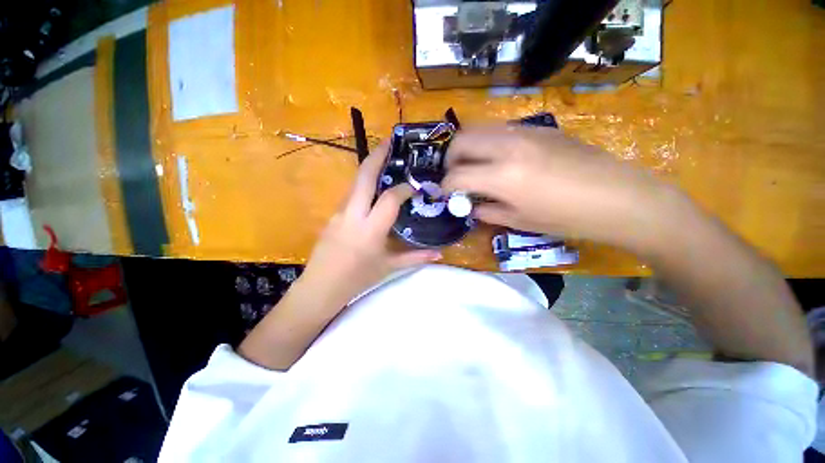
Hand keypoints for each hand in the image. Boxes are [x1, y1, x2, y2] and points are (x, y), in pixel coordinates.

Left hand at [299, 142, 441, 306]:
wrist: (320, 287)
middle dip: (377, 155)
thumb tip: (440, 254)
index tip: (415, 186)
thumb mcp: (389, 267)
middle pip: (364, 176)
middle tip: (390, 141)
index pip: (389, 198)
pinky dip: (364, 187)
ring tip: (385, 161)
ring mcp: (339, 213)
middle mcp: (353, 214)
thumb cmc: (357, 279)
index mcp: (370, 229)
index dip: (404, 188)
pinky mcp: (332, 215)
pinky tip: (373, 191)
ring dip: (369, 169)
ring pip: (355, 183)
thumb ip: (416, 257)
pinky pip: (351, 195)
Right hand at [442, 125, 667, 247]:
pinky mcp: (540, 128)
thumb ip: (487, 212)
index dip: (445, 187)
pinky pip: (501, 130)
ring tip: (473, 167)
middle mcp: (508, 147)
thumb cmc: (567, 218)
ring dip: (468, 148)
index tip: (444, 194)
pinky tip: (500, 160)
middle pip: (461, 140)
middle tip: (454, 176)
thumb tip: (470, 206)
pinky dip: (488, 144)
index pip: (457, 176)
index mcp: (503, 176)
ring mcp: (525, 132)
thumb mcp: (519, 221)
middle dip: (450, 159)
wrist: (619, 197)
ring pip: (479, 129)